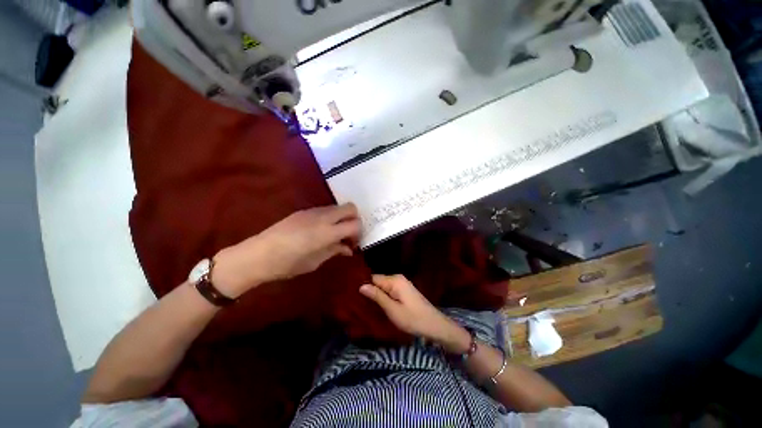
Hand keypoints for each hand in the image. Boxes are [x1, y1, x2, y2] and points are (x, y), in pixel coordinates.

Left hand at [213, 204, 360, 296]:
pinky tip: (320, 231)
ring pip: (338, 207)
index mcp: (327, 232)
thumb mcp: (315, 262)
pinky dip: (330, 218)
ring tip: (334, 234)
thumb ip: (335, 251)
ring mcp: (313, 211)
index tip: (353, 243)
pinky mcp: (304, 211)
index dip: (359, 233)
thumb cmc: (288, 264)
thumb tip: (348, 248)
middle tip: (348, 234)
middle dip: (354, 219)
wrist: (258, 254)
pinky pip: (325, 210)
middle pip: (350, 207)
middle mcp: (323, 217)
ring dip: (342, 218)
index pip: (355, 224)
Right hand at [360, 275, 471, 353]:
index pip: (373, 277)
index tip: (351, 294)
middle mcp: (398, 278)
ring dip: (375, 294)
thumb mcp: (392, 310)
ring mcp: (402, 283)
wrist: (435, 325)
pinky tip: (377, 305)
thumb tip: (361, 285)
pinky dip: (383, 296)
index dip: (363, 285)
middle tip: (357, 302)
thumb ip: (377, 296)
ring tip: (364, 304)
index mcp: (394, 280)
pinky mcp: (404, 290)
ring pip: (383, 286)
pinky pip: (389, 290)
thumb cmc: (413, 319)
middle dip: (369, 290)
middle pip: (378, 281)